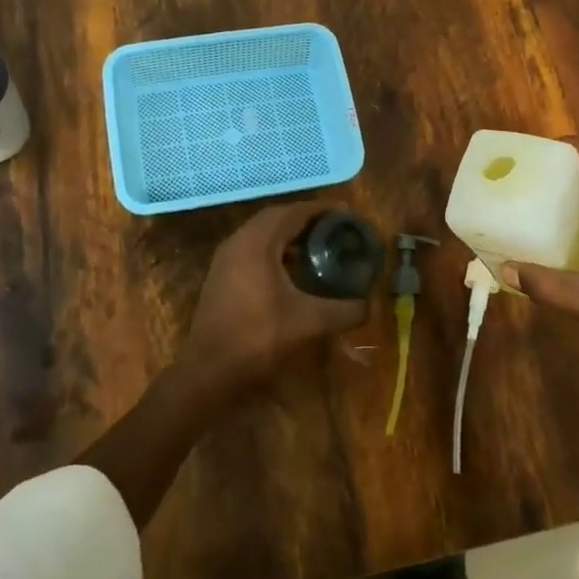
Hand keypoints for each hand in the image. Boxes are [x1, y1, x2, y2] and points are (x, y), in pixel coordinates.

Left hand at [174, 200, 369, 393]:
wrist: (209, 369)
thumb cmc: (258, 337)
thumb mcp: (309, 322)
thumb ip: (344, 310)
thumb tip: (369, 305)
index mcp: (258, 242)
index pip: (293, 211)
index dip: (321, 209)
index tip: (347, 213)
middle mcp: (238, 241)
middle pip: (277, 217)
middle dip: (307, 219)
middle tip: (335, 228)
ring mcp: (226, 257)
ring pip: (262, 233)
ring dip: (289, 234)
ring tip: (318, 245)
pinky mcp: (222, 274)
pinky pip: (252, 248)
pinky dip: (275, 250)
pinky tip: (293, 270)